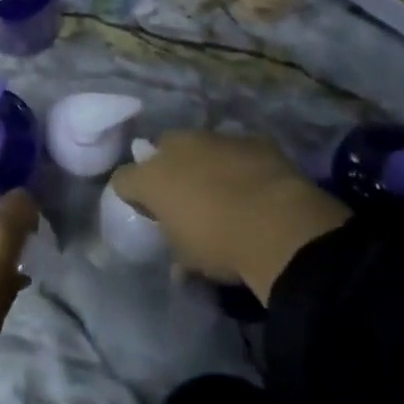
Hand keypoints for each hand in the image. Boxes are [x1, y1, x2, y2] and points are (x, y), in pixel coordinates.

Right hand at [109, 132, 349, 303]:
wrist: (281, 227)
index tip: (145, 211)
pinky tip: (254, 183)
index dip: (131, 195)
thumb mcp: (190, 260)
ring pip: (200, 145)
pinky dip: (239, 163)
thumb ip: (177, 252)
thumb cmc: (222, 246)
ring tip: (222, 189)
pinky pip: (237, 149)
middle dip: (168, 168)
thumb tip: (178, 264)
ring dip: (203, 162)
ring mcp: (216, 138)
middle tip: (183, 196)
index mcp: (152, 177)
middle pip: (161, 150)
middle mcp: (178, 148)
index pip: (123, 179)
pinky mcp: (252, 140)